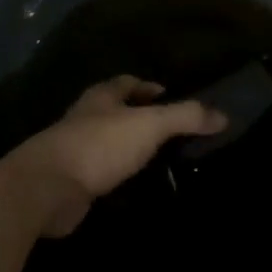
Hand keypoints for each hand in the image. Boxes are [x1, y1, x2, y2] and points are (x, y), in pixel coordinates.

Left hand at [12, 75, 225, 236]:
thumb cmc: (99, 145)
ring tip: (158, 160)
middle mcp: (86, 117)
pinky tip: (135, 188)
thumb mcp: (149, 125)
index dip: (148, 87)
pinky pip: (101, 173)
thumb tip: (223, 114)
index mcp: (101, 96)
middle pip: (115, 111)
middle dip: (138, 117)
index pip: (127, 82)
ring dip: (128, 148)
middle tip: (170, 131)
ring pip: (108, 142)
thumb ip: (185, 117)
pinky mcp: (71, 181)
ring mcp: (75, 150)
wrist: (48, 188)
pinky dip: (118, 176)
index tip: (169, 96)